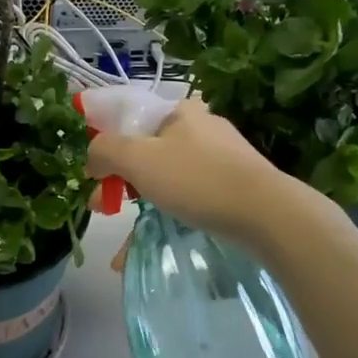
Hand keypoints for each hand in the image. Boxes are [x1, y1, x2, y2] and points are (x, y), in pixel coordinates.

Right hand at [88, 100, 305, 250]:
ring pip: (166, 179)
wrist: (266, 214)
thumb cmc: (196, 178)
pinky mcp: (233, 186)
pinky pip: (188, 198)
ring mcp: (221, 158)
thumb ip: (104, 151)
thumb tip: (92, 158)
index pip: (130, 120)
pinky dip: (166, 217)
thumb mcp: (137, 158)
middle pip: (147, 151)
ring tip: (121, 243)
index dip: (105, 146)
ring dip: (140, 207)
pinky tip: (149, 246)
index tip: (93, 177)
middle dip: (120, 183)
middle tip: (101, 208)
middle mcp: (201, 128)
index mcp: (180, 111)